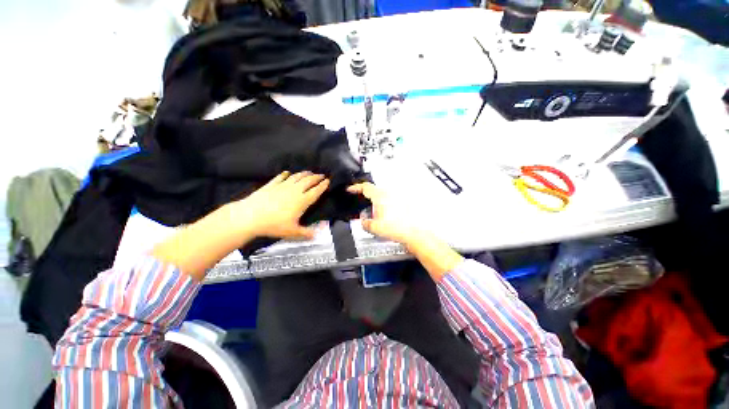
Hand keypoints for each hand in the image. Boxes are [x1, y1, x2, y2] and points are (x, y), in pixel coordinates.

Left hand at [231, 171, 329, 239]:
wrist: (250, 216)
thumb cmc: (274, 225)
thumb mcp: (292, 232)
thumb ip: (306, 233)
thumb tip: (317, 235)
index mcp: (302, 201)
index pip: (316, 191)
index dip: (323, 185)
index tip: (328, 181)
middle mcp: (294, 191)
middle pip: (308, 181)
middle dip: (316, 177)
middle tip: (321, 175)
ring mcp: (282, 186)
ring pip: (296, 177)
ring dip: (304, 174)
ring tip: (309, 172)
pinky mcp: (271, 185)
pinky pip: (281, 177)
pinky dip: (285, 174)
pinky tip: (287, 173)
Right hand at [346, 182, 420, 245]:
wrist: (414, 232)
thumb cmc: (397, 228)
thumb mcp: (375, 228)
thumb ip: (365, 223)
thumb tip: (363, 222)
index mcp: (380, 196)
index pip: (365, 187)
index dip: (355, 187)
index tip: (350, 189)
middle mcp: (389, 194)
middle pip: (374, 190)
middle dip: (366, 196)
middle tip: (361, 203)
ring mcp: (397, 197)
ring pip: (382, 195)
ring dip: (376, 201)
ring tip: (375, 213)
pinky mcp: (403, 202)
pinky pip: (390, 200)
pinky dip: (385, 205)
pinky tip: (386, 215)